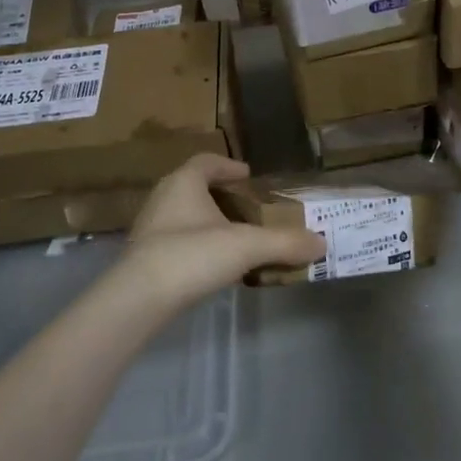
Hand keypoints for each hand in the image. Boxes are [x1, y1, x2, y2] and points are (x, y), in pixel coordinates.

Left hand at [108, 154, 323, 308]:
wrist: (138, 299)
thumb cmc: (192, 255)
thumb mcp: (246, 246)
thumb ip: (284, 243)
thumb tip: (322, 243)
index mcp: (184, 182)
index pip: (206, 162)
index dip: (228, 165)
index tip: (247, 175)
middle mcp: (162, 198)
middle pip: (193, 186)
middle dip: (219, 195)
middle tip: (245, 207)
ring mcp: (149, 229)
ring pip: (182, 215)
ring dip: (206, 221)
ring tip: (233, 237)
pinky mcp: (143, 257)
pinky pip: (175, 240)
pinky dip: (195, 245)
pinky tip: (211, 264)